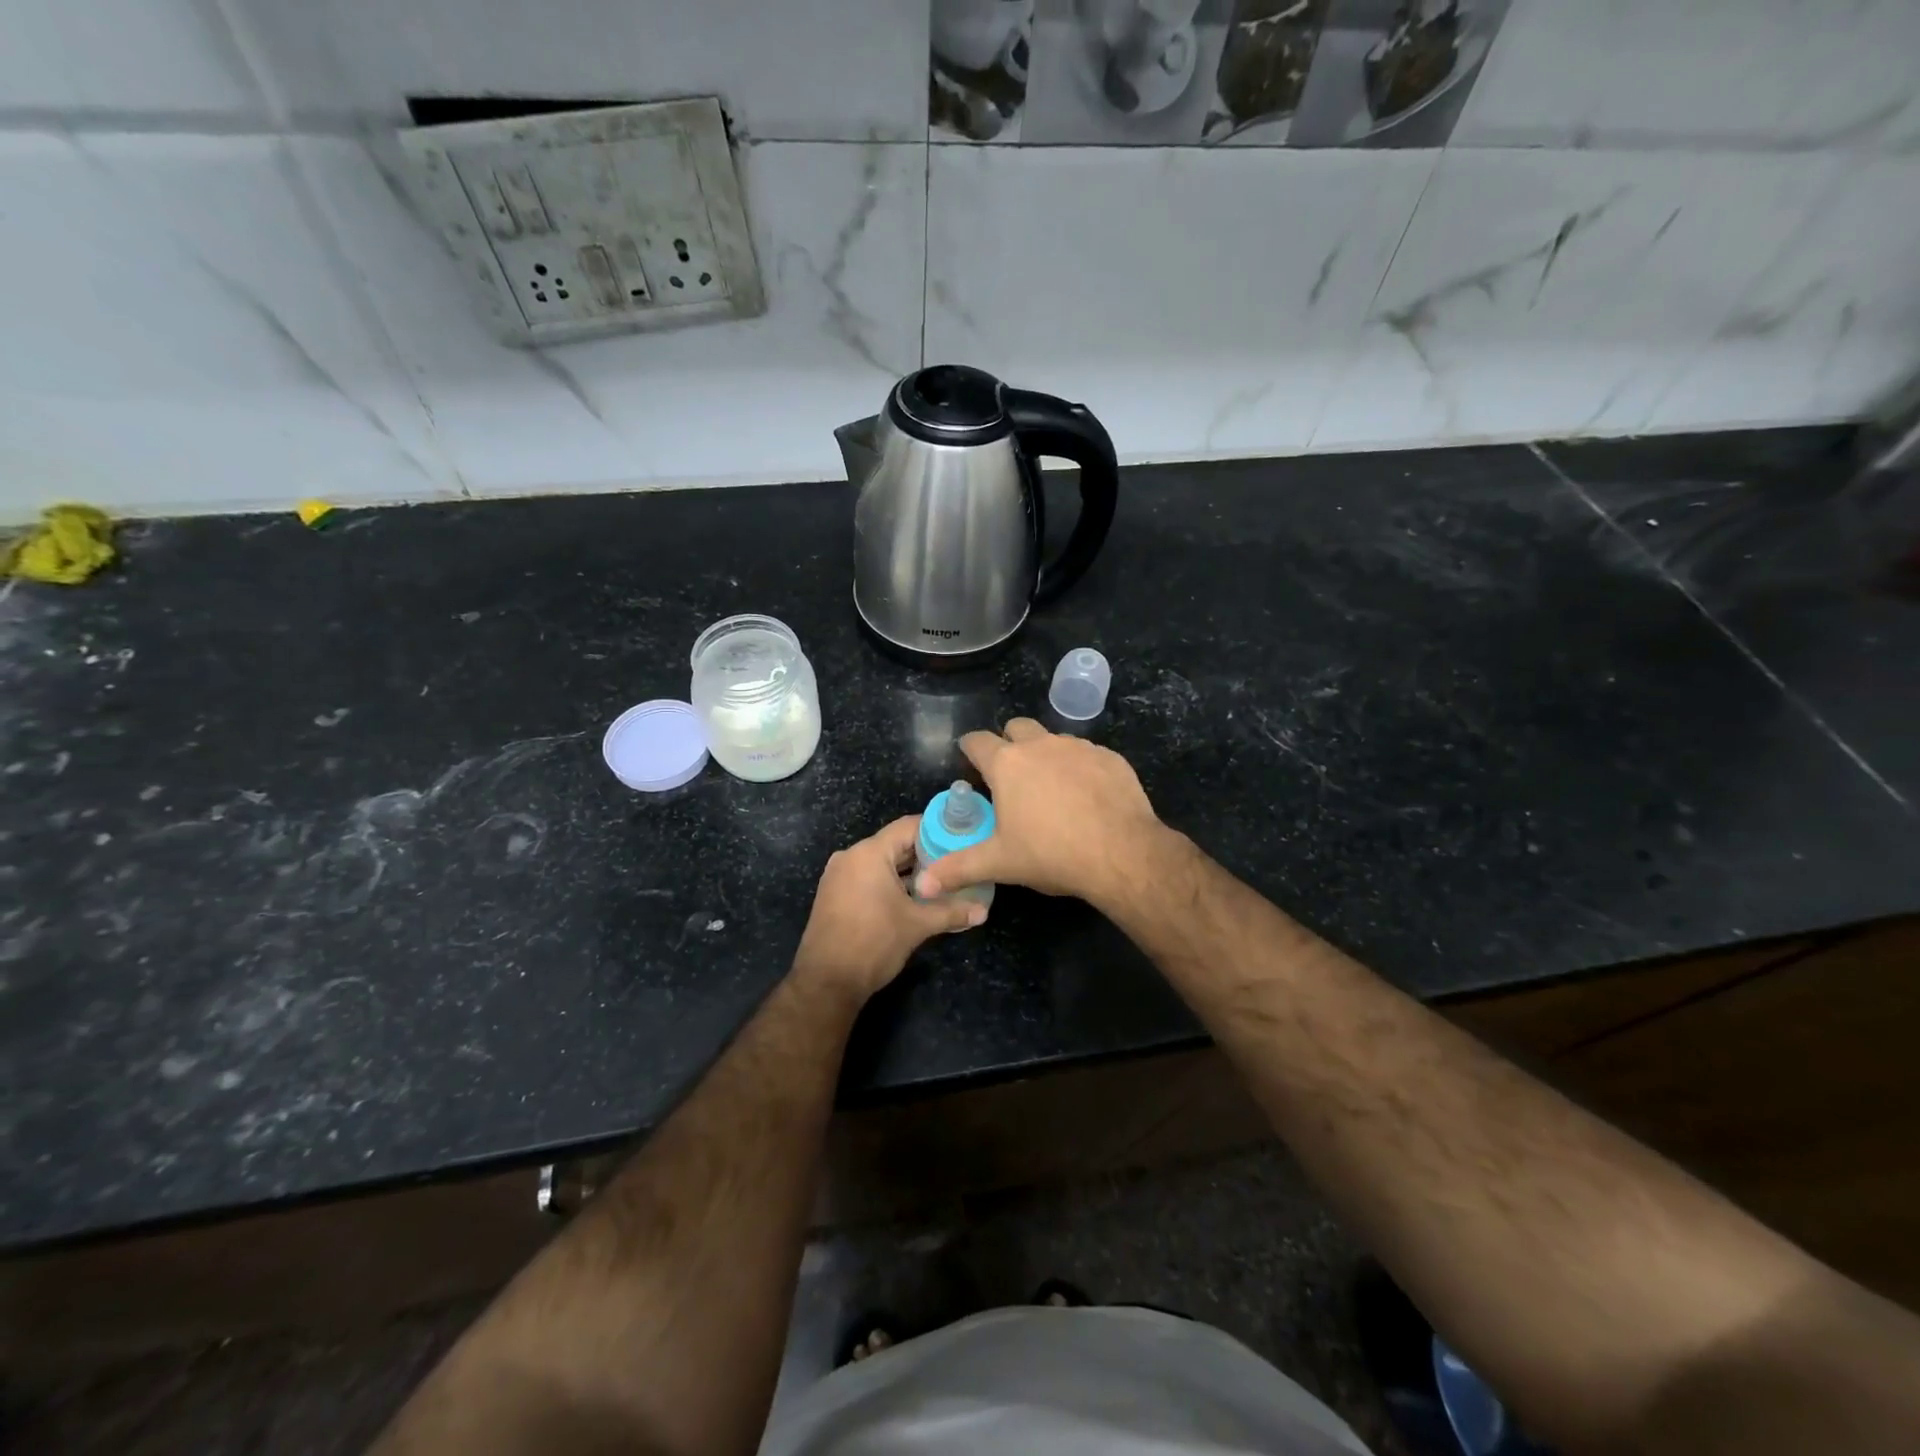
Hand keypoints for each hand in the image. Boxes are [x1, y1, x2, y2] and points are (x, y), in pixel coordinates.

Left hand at [794, 815, 984, 999]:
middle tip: (957, 862)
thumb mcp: (917, 925)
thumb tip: (984, 912)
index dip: (938, 830)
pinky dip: (890, 882)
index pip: (909, 826)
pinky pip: (868, 877)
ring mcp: (839, 876)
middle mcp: (851, 856)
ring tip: (941, 880)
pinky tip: (913, 897)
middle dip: (926, 854)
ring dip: (909, 871)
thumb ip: (952, 912)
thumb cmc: (873, 943)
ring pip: (882, 862)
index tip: (962, 839)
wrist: (827, 982)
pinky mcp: (834, 894)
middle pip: (895, 844)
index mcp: (869, 854)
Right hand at [913, 718, 1166, 907]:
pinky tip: (1086, 797)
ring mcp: (1078, 747)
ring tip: (1050, 791)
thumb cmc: (1052, 854)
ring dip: (1046, 756)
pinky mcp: (1109, 757)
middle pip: (1016, 728)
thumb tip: (921, 885)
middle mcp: (1040, 745)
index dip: (969, 750)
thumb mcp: (1000, 863)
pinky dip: (1079, 768)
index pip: (976, 741)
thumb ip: (958, 869)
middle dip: (1009, 744)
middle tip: (1010, 778)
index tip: (970, 762)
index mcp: (1007, 764)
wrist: (1121, 853)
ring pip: (1053, 740)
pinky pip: (1086, 754)